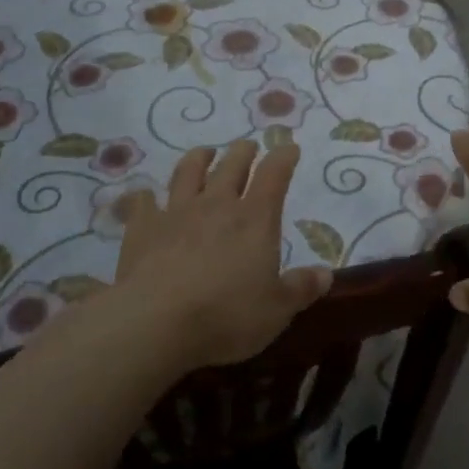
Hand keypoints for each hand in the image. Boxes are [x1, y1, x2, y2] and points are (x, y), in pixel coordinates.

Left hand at [111, 139, 332, 368]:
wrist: (157, 322)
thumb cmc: (227, 316)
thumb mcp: (277, 310)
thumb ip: (301, 288)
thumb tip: (326, 274)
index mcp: (255, 219)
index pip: (274, 175)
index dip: (283, 158)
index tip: (289, 148)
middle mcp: (217, 205)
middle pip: (231, 166)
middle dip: (242, 152)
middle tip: (247, 146)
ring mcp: (176, 212)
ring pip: (188, 172)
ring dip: (198, 158)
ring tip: (204, 152)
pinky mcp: (142, 228)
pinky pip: (142, 203)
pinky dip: (144, 196)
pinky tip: (144, 195)